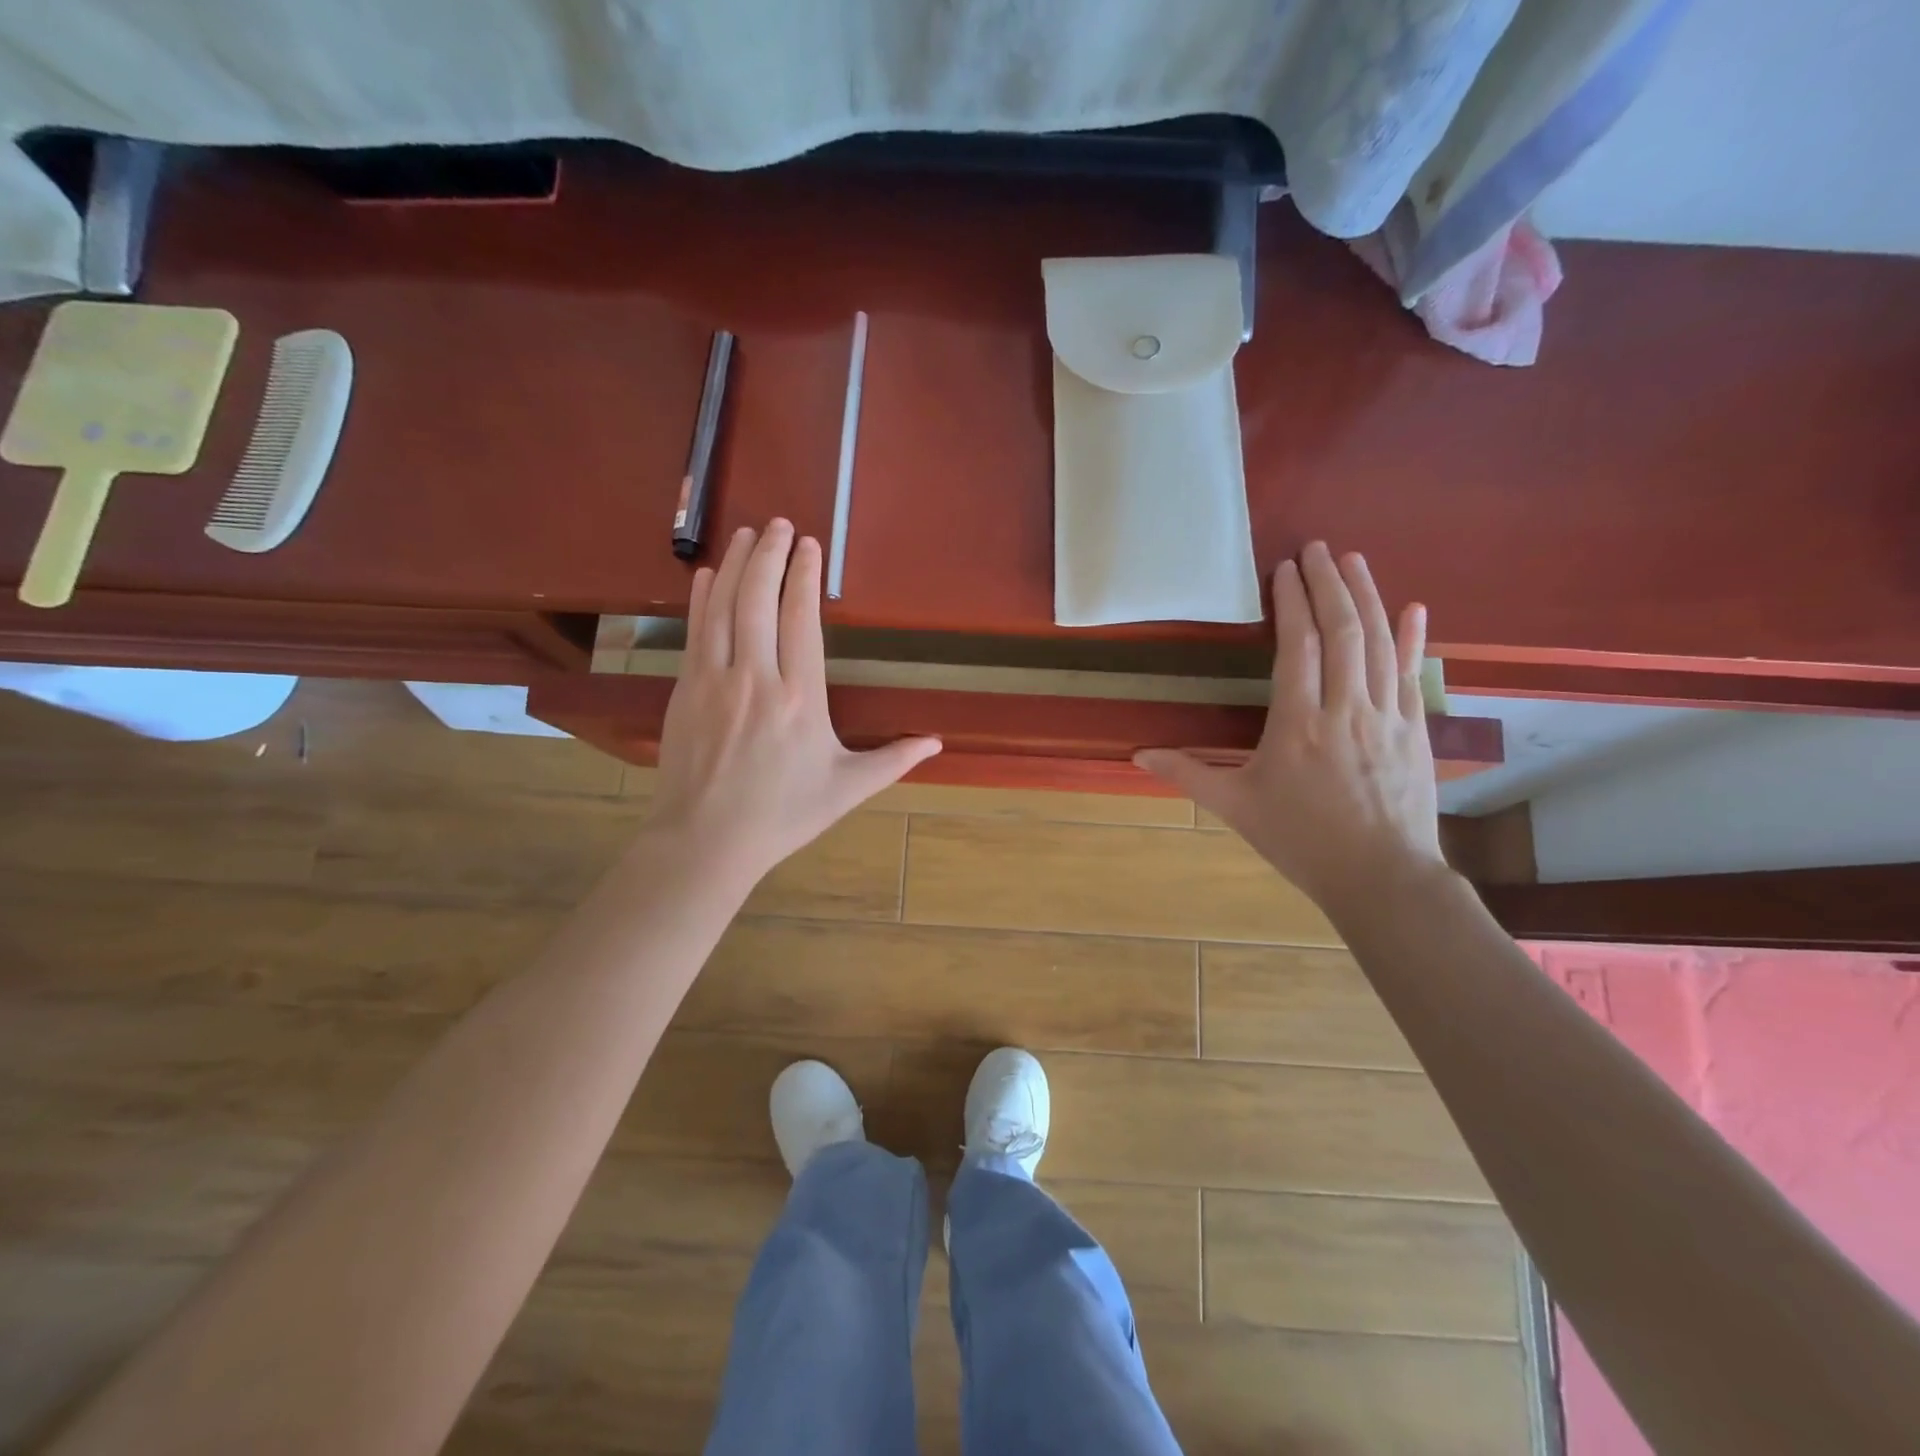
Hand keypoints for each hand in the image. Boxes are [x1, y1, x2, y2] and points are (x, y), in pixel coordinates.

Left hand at [647, 520, 941, 885]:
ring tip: (746, 533)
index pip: (802, 619)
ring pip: (724, 607)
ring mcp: (715, 680)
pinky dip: (701, 598)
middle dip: (770, 555)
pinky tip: (707, 575)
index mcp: (800, 697)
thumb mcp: (846, 789)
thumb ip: (892, 760)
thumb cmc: (783, 815)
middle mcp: (757, 677)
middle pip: (761, 600)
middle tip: (779, 523)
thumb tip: (937, 742)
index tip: (809, 545)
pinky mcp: (686, 690)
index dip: (804, 576)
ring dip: (736, 565)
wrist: (707, 840)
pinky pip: (695, 631)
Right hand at [1135, 541, 1444, 917]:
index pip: (1298, 646)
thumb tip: (1138, 755)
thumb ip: (1189, 774)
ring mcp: (1387, 715)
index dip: (1291, 603)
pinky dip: (1414, 638)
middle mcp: (1346, 708)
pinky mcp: (1415, 729)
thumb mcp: (1236, 807)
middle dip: (1328, 583)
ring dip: (1367, 596)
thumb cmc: (1301, 840)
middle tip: (1317, 547)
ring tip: (1354, 560)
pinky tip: (1414, 608)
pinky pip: (1413, 673)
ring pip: (1380, 643)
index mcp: (1299, 723)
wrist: (1380, 877)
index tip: (1284, 569)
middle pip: (1342, 631)